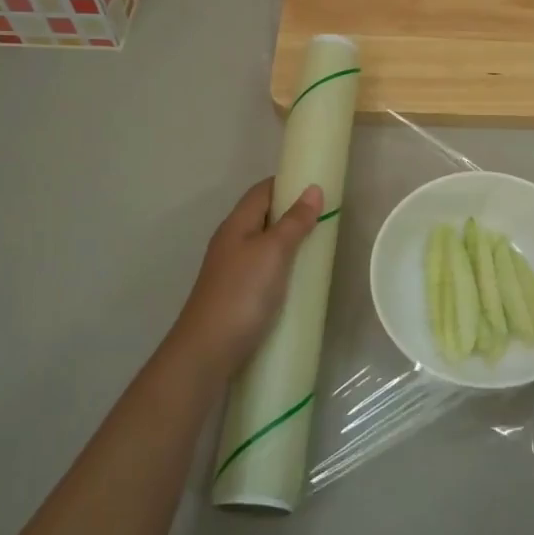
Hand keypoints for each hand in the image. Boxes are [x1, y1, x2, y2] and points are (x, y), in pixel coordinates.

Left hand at [173, 178, 322, 376]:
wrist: (207, 351)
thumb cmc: (242, 293)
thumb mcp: (273, 252)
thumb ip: (294, 222)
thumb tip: (313, 189)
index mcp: (236, 225)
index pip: (262, 191)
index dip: (288, 183)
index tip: (317, 184)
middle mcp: (231, 242)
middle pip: (263, 216)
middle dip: (292, 213)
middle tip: (326, 217)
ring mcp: (232, 270)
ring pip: (264, 245)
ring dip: (289, 242)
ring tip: (319, 247)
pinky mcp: (238, 295)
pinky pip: (264, 270)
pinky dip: (284, 267)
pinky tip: (299, 280)